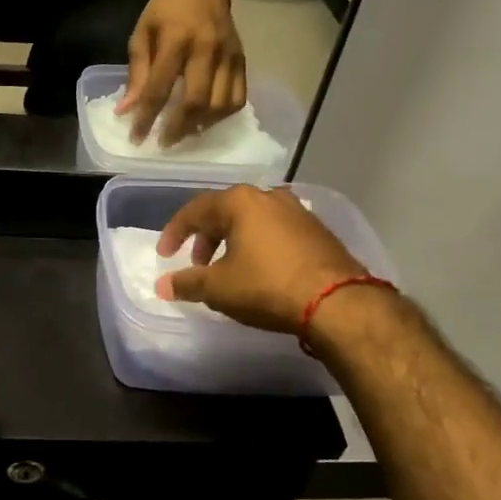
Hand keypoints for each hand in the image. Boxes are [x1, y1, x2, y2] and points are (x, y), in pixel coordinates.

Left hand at [118, 0, 245, 144]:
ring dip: (201, 125)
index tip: (136, 137)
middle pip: (196, 101)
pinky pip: (239, 97)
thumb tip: (126, 111)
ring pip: (221, 104)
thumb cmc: (165, 10)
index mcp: (176, 39)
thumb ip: (137, 73)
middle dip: (178, 128)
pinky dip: (222, 115)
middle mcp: (206, 48)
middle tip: (163, 142)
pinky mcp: (243, 59)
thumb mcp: (142, 34)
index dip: (147, 117)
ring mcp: (229, 54)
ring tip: (184, 133)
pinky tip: (206, 120)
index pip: (160, 87)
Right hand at [156, 185, 364, 332]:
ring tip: (228, 269)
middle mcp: (268, 196)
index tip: (164, 255)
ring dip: (234, 242)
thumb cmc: (268, 286)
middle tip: (197, 265)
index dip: (175, 233)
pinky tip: (260, 270)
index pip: (195, 210)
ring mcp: (298, 211)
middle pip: (225, 212)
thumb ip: (187, 283)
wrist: (339, 303)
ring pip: (253, 221)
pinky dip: (260, 246)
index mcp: (239, 201)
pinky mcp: (318, 231)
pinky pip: (276, 232)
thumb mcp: (219, 288)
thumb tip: (161, 285)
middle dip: (206, 238)